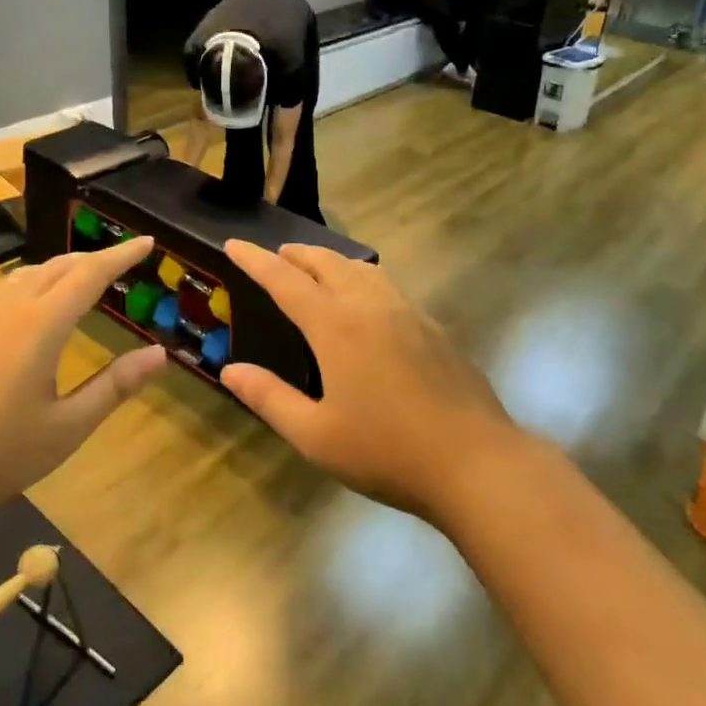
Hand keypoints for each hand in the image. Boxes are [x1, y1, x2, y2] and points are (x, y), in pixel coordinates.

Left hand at [0, 238, 166, 522]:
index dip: (121, 256)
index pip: (90, 274)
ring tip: (84, 277)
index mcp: (41, 326)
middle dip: (94, 258)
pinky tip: (34, 305)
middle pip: (59, 266)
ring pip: (29, 273)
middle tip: (123, 262)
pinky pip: (7, 289)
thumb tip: (160, 353)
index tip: (147, 242)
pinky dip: (35, 281)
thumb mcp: (66, 428)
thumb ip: (114, 386)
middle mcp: (10, 309)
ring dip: (62, 267)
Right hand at [218, 241, 517, 518]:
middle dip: (296, 254)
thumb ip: (269, 398)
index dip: (255, 260)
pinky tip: (365, 302)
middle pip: (326, 262)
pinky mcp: (432, 327)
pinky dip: (361, 277)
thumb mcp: (315, 436)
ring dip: (331, 261)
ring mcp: (407, 312)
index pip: (284, 279)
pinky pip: (387, 285)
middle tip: (275, 255)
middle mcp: (370, 306)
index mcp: (335, 326)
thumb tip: (229, 371)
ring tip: (316, 269)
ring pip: (361, 268)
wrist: (476, 462)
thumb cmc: (387, 451)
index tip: (234, 243)